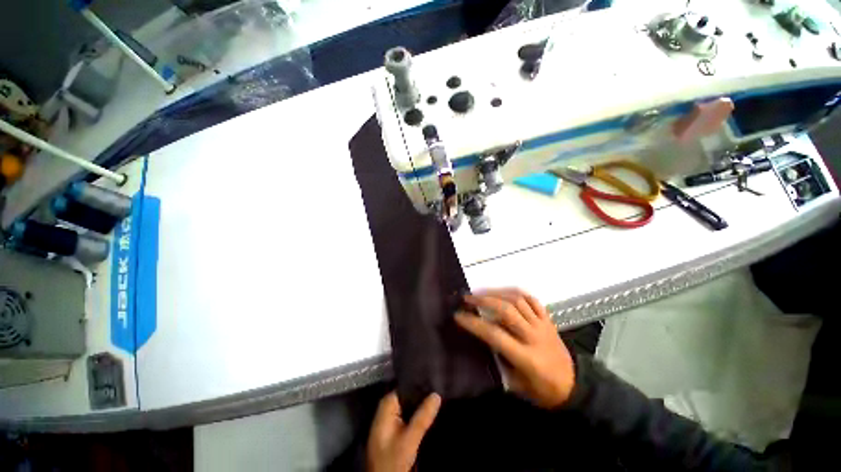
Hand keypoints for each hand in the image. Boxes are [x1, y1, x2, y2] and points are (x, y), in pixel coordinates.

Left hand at [367, 391, 440, 471]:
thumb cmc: (392, 460)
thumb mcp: (409, 440)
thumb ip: (422, 417)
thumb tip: (436, 394)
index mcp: (386, 405)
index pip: (405, 386)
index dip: (420, 384)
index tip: (435, 381)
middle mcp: (387, 408)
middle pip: (407, 395)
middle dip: (422, 394)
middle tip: (440, 390)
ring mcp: (390, 419)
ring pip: (409, 406)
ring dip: (421, 405)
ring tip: (439, 399)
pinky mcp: (395, 429)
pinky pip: (409, 415)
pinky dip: (418, 414)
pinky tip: (430, 413)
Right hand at [455, 288, 574, 408]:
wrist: (575, 387)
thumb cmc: (543, 391)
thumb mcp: (517, 385)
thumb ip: (500, 361)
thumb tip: (483, 339)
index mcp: (525, 357)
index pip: (494, 334)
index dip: (473, 323)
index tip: (458, 316)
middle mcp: (534, 337)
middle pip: (506, 310)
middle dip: (483, 300)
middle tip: (467, 298)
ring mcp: (543, 326)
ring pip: (518, 301)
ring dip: (497, 293)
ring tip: (482, 293)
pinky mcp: (549, 321)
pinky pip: (533, 300)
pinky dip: (517, 293)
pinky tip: (505, 293)